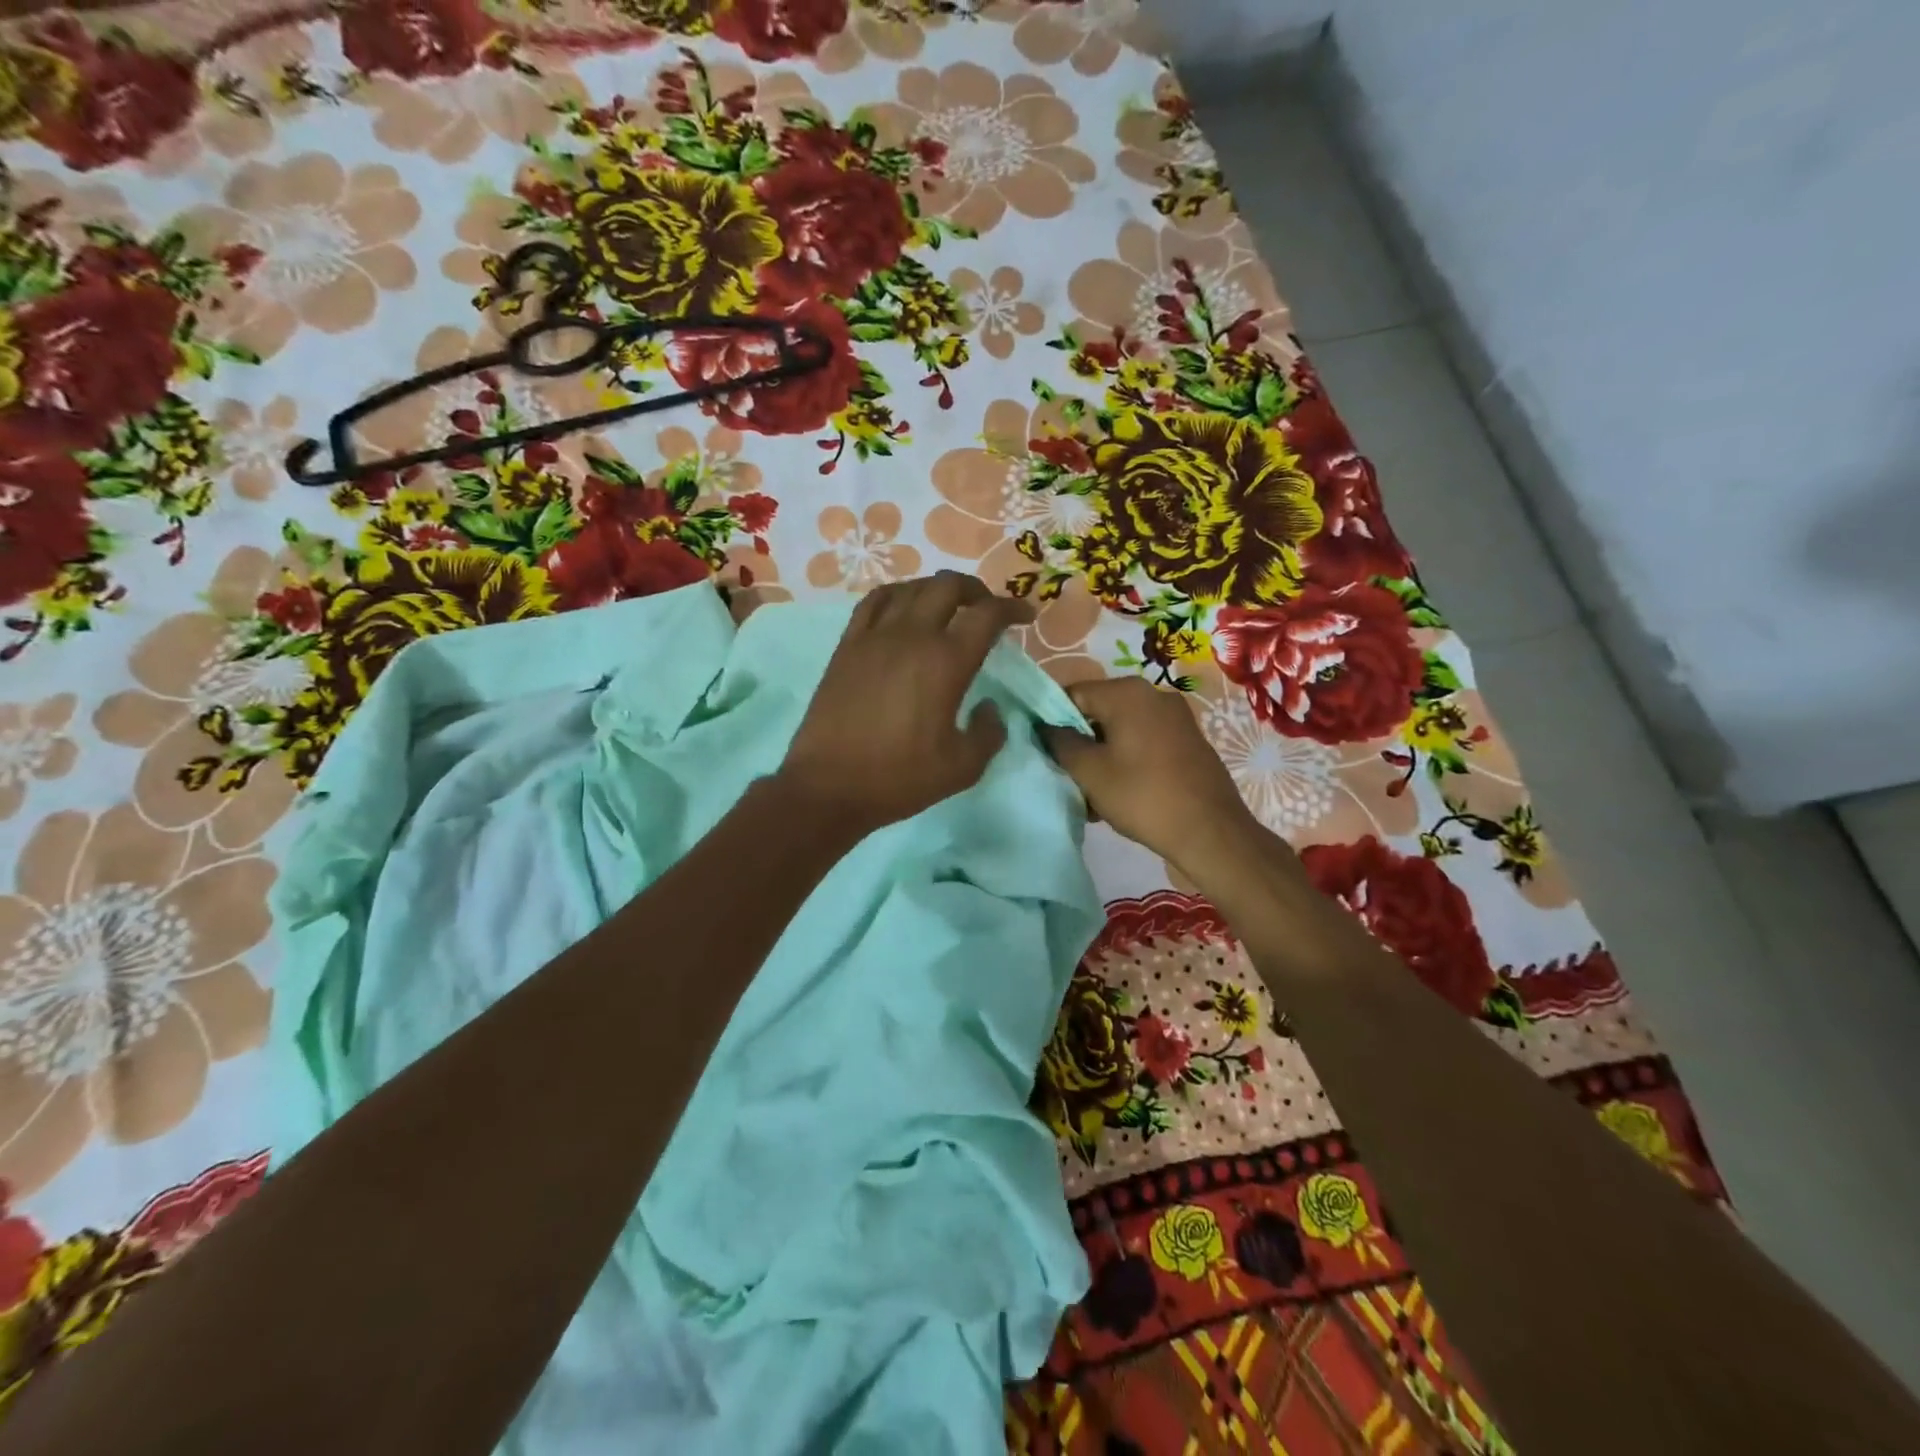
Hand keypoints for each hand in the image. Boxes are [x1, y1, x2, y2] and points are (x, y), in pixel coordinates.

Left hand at [778, 572, 1035, 835]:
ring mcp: (875, 636)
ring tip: (948, 607)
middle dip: (977, 590)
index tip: (1025, 616)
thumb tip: (989, 707)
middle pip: (949, 586)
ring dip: (937, 589)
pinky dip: (898, 594)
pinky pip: (874, 601)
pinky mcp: (847, 646)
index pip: (987, 615)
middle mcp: (912, 636)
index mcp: (946, 662)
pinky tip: (903, 608)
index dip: (1012, 609)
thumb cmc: (900, 778)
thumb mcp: (963, 767)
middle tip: (987, 609)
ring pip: (911, 588)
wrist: (829, 786)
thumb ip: (989, 732)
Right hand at [1042, 677, 1263, 880]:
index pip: (1073, 694)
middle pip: (1099, 711)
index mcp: (1127, 692)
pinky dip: (1127, 761)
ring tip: (1093, 795)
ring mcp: (1176, 717)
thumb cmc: (1142, 796)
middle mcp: (1154, 694)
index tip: (1046, 752)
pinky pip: (1144, 742)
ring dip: (1102, 757)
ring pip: (1122, 730)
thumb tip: (1047, 727)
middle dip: (1080, 743)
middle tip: (1068, 777)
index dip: (1052, 721)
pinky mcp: (1188, 741)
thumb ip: (1061, 742)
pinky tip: (1121, 794)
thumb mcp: (1089, 771)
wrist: (1211, 831)